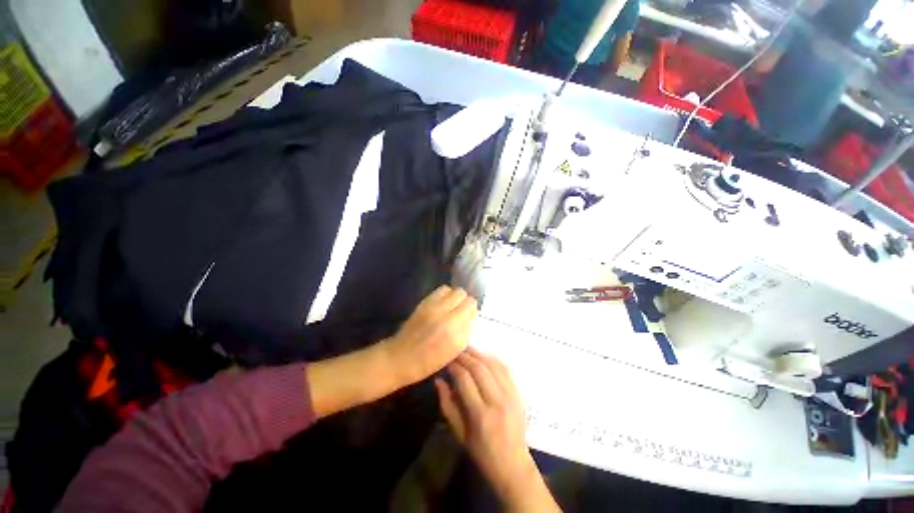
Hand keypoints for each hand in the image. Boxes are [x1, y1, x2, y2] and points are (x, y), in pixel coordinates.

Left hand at [384, 286, 477, 387]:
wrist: (401, 357)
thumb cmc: (428, 361)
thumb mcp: (454, 351)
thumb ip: (465, 331)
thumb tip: (470, 317)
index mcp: (454, 331)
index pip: (471, 306)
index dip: (472, 312)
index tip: (469, 319)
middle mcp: (445, 315)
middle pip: (463, 295)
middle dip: (465, 302)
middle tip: (461, 313)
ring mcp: (433, 306)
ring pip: (453, 290)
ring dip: (455, 297)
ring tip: (451, 308)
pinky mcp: (424, 302)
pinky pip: (441, 290)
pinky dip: (445, 295)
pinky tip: (442, 305)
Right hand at [435, 349, 559, 511]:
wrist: (513, 464)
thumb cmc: (482, 452)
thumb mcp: (459, 433)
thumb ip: (447, 405)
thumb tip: (439, 380)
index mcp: (480, 415)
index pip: (465, 379)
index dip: (454, 366)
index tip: (447, 360)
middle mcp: (497, 402)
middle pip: (479, 368)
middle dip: (465, 356)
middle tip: (455, 351)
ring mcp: (511, 396)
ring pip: (493, 364)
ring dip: (478, 354)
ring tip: (467, 349)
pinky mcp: (519, 393)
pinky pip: (505, 368)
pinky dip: (493, 359)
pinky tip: (484, 356)